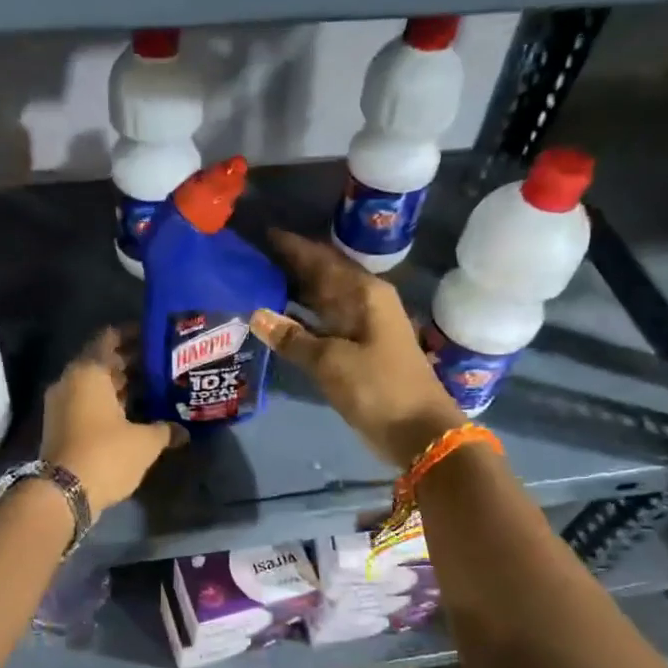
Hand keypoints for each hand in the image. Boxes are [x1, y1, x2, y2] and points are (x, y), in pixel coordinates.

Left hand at [41, 327, 183, 509]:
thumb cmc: (106, 455)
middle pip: (102, 361)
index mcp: (88, 372)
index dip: (133, 335)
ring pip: (95, 385)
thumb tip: (184, 430)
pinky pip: (87, 404)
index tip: (156, 337)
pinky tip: (134, 414)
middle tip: (162, 365)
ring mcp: (61, 404)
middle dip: (131, 362)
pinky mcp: (60, 426)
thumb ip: (165, 429)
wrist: (62, 493)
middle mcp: (70, 381)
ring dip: (120, 386)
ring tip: (153, 389)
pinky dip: (108, 404)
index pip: (109, 338)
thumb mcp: (144, 442)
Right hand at [250, 230, 467, 466]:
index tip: (260, 234)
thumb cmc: (378, 388)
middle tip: (249, 260)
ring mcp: (362, 327)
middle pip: (321, 276)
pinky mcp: (358, 350)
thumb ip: (292, 337)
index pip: (321, 259)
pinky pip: (323, 324)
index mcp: (364, 293)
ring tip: (255, 284)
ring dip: (293, 293)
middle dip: (288, 267)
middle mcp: (365, 302)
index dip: (291, 247)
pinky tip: (277, 321)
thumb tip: (256, 314)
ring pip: (322, 300)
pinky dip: (301, 321)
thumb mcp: (331, 362)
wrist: (419, 432)